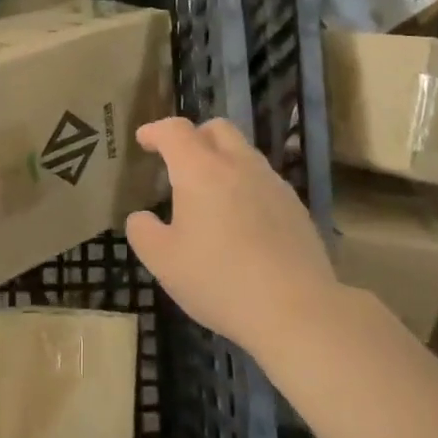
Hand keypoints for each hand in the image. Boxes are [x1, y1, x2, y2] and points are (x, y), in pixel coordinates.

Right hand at [124, 117, 336, 354]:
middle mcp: (239, 165)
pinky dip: (245, 185)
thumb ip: (143, 232)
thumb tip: (141, 217)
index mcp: (201, 170)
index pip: (175, 131)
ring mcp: (272, 183)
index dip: (156, 130)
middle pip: (217, 128)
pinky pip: (263, 180)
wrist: (295, 308)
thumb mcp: (163, 261)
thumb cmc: (219, 280)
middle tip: (179, 162)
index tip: (144, 140)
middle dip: (194, 136)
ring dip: (222, 160)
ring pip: (244, 153)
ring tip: (209, 195)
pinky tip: (241, 220)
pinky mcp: (295, 206)